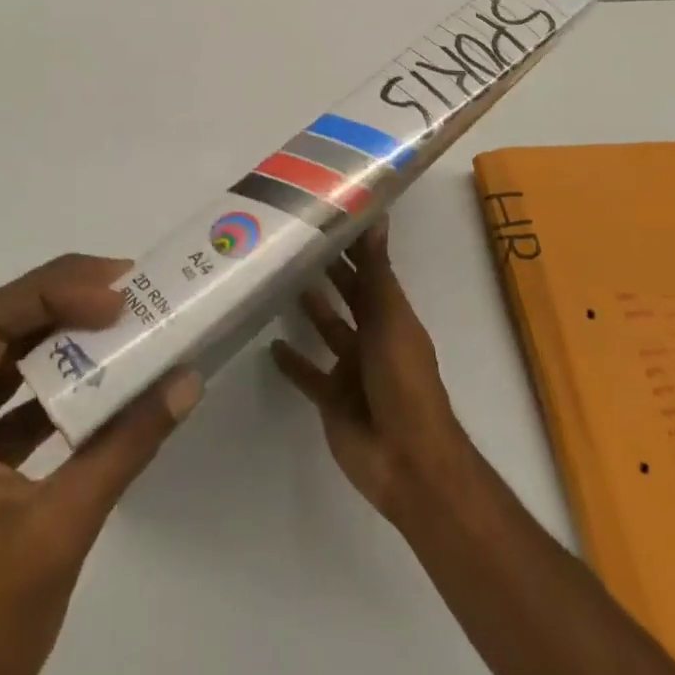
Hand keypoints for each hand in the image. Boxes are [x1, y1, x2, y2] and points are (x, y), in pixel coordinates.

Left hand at [0, 255, 203, 674]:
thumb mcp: (62, 528)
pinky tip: (100, 381)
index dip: (51, 295)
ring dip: (58, 338)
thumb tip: (186, 381)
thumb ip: (126, 446)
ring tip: (118, 318)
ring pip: (2, 363)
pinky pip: (11, 404)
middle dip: (58, 300)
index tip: (114, 296)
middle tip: (124, 286)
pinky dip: (55, 385)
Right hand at [271, 221, 474, 528]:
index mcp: (391, 315)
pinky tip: (270, 344)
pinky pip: (308, 374)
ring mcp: (352, 368)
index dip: (352, 246)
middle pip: (348, 296)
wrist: (405, 459)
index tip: (326, 216)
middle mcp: (373, 336)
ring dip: (310, 309)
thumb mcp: (389, 319)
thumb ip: (376, 272)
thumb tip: (376, 215)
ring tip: (278, 281)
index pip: (370, 271)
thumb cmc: (402, 380)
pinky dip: (293, 361)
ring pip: (327, 330)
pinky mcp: (332, 398)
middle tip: (293, 243)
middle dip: (328, 272)